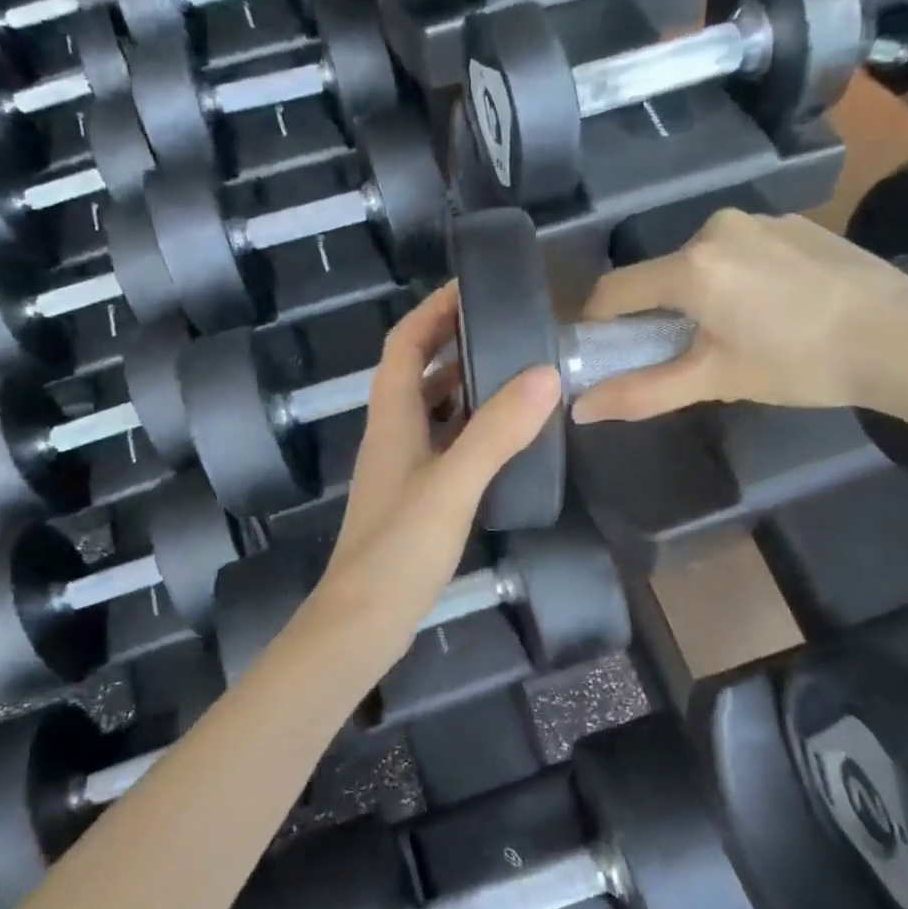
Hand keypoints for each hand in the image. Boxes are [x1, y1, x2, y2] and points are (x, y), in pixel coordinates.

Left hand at [310, 285, 560, 671]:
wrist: (362, 621)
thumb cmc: (398, 549)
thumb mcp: (453, 486)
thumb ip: (497, 432)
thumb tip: (545, 374)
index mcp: (391, 418)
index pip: (404, 344)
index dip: (432, 311)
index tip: (472, 287)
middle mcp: (392, 435)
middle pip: (417, 372)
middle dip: (454, 341)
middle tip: (508, 327)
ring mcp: (402, 469)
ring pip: (431, 410)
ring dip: (464, 385)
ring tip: (514, 373)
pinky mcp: (414, 498)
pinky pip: (444, 444)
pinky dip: (470, 428)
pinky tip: (504, 439)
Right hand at [570, 208, 907, 422]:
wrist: (903, 336)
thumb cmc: (800, 363)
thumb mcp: (715, 380)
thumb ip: (642, 392)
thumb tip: (580, 410)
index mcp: (690, 267)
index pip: (613, 291)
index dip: (597, 325)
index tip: (604, 354)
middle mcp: (715, 228)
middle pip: (658, 276)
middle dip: (655, 315)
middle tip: (681, 355)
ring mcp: (758, 220)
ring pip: (699, 263)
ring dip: (696, 297)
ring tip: (733, 334)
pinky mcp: (792, 224)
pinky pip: (739, 252)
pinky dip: (735, 280)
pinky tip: (772, 310)